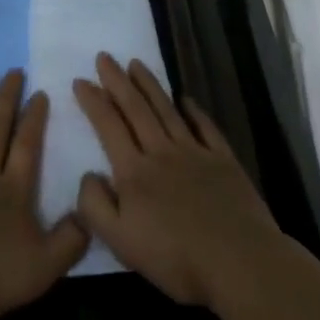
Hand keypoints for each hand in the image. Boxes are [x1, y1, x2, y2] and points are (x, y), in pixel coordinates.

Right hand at [72, 53, 285, 307]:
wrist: (239, 261)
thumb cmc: (176, 258)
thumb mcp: (121, 242)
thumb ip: (96, 207)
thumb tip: (87, 174)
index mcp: (134, 172)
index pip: (109, 126)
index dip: (93, 101)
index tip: (80, 80)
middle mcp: (161, 152)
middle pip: (136, 109)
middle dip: (117, 81)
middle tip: (104, 57)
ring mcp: (195, 152)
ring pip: (166, 110)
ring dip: (149, 85)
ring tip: (136, 64)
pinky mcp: (223, 160)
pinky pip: (205, 127)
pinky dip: (194, 110)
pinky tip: (185, 99)